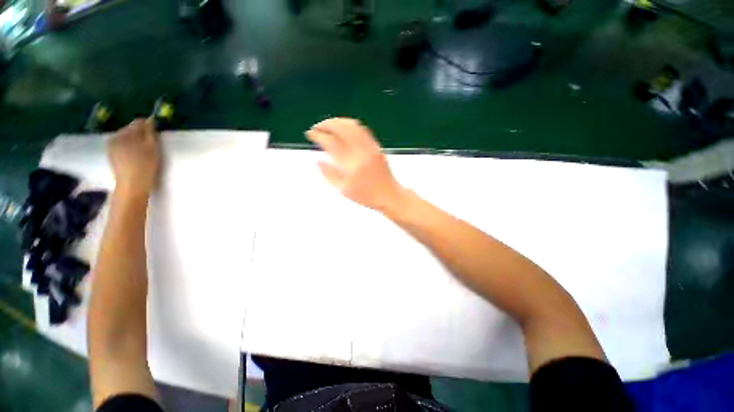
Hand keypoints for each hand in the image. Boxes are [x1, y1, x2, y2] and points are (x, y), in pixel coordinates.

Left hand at [107, 119, 159, 199]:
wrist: (132, 184)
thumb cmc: (146, 165)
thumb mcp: (153, 147)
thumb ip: (150, 132)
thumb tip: (150, 119)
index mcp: (128, 133)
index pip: (139, 122)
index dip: (148, 126)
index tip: (155, 134)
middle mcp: (117, 135)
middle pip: (130, 129)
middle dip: (139, 134)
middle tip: (149, 145)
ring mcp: (111, 144)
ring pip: (125, 137)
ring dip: (133, 141)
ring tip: (141, 151)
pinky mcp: (110, 153)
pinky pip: (120, 144)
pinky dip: (127, 147)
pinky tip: (133, 155)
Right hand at [306, 118, 404, 211]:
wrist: (389, 195)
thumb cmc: (366, 196)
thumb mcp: (344, 190)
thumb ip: (329, 174)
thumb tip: (317, 161)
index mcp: (350, 165)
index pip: (331, 143)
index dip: (318, 135)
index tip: (310, 133)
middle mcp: (360, 152)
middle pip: (341, 128)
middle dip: (326, 124)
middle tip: (317, 127)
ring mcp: (370, 147)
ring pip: (352, 125)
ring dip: (337, 121)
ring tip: (328, 125)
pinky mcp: (376, 146)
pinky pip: (362, 129)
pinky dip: (350, 125)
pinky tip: (343, 128)